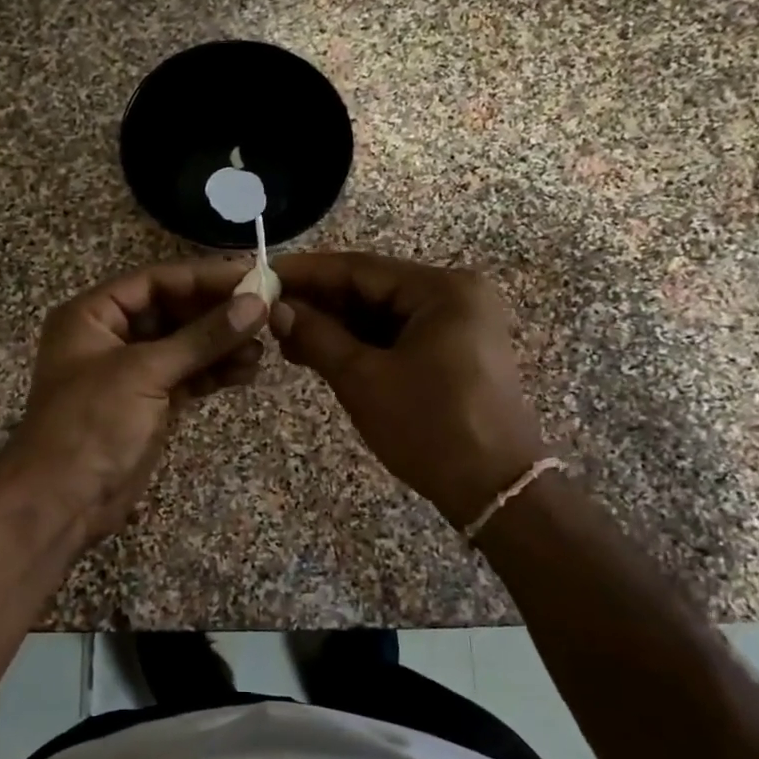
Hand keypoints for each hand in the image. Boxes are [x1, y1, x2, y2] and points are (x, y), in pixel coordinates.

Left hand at [4, 258, 269, 543]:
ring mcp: (130, 372)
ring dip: (221, 346)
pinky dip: (214, 373)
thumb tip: (257, 303)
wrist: (62, 502)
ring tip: (261, 350)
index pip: (155, 281)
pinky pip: (187, 376)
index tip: (252, 277)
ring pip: (184, 346)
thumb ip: (202, 337)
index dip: (203, 277)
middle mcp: (110, 337)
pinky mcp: (148, 403)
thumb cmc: (91, 424)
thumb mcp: (145, 372)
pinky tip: (245, 372)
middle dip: (217, 315)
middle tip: (265, 315)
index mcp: (92, 315)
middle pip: (172, 311)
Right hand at [269, 251, 546, 528]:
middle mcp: (455, 295)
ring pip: (382, 314)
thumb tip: (276, 309)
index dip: (307, 273)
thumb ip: (317, 336)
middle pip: (372, 288)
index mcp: (442, 290)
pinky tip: (321, 351)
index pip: (360, 269)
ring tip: (286, 338)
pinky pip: (397, 335)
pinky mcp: (455, 350)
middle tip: (267, 313)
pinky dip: (360, 343)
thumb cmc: (429, 428)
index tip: (263, 275)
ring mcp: (458, 323)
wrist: (494, 489)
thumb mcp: (363, 379)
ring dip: (336, 325)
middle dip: (319, 302)